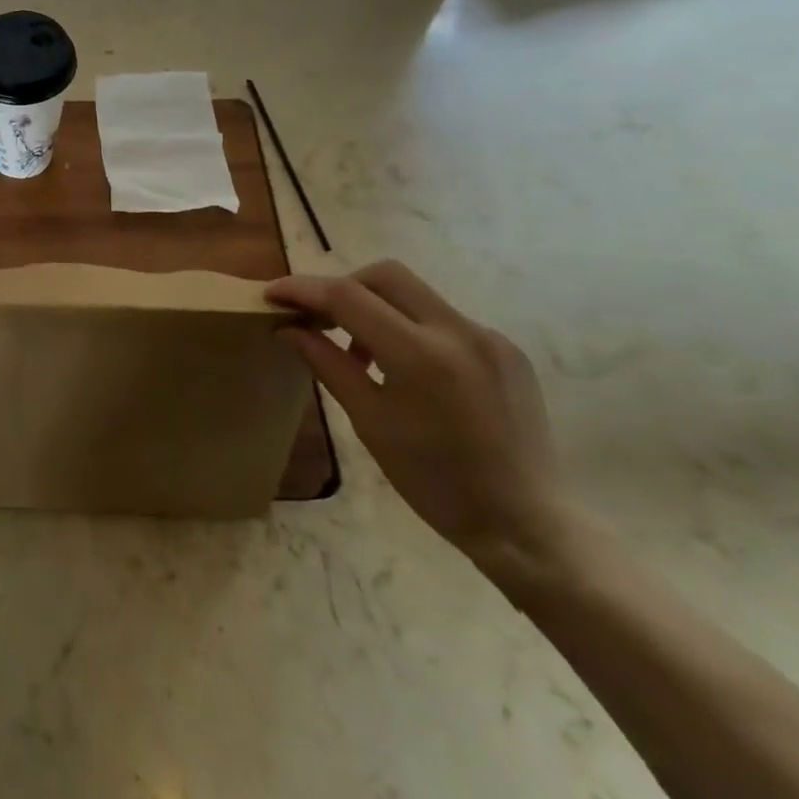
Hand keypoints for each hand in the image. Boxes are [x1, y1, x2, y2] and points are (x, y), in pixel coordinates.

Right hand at [267, 260, 568, 576]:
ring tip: (361, 353)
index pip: (348, 297)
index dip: (304, 290)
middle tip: (318, 318)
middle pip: (385, 275)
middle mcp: (459, 331)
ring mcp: (489, 336)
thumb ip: (328, 364)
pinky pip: (444, 319)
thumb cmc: (435, 482)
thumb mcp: (370, 422)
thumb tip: (289, 328)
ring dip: (377, 307)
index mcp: (420, 355)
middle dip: (343, 286)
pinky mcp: (506, 349)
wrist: (526, 523)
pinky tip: (407, 369)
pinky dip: (411, 328)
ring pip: (416, 293)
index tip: (273, 294)